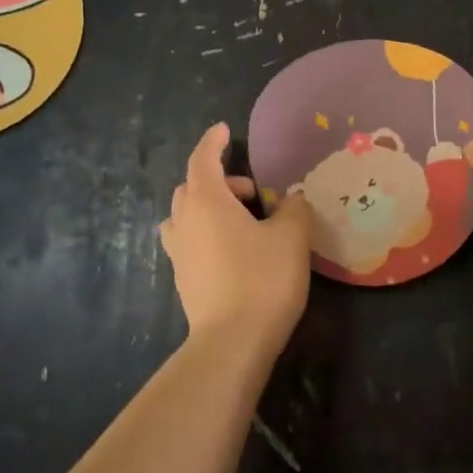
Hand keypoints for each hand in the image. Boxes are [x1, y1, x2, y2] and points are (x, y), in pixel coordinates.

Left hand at [159, 124, 312, 351]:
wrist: (232, 342)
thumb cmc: (263, 278)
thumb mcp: (291, 237)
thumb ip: (294, 209)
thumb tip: (292, 198)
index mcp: (207, 201)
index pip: (202, 159)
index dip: (213, 142)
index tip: (224, 130)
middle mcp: (185, 222)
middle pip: (192, 187)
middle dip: (219, 180)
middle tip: (252, 193)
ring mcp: (178, 253)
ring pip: (185, 216)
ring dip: (208, 208)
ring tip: (238, 221)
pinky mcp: (182, 279)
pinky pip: (188, 241)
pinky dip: (205, 233)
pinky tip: (232, 250)